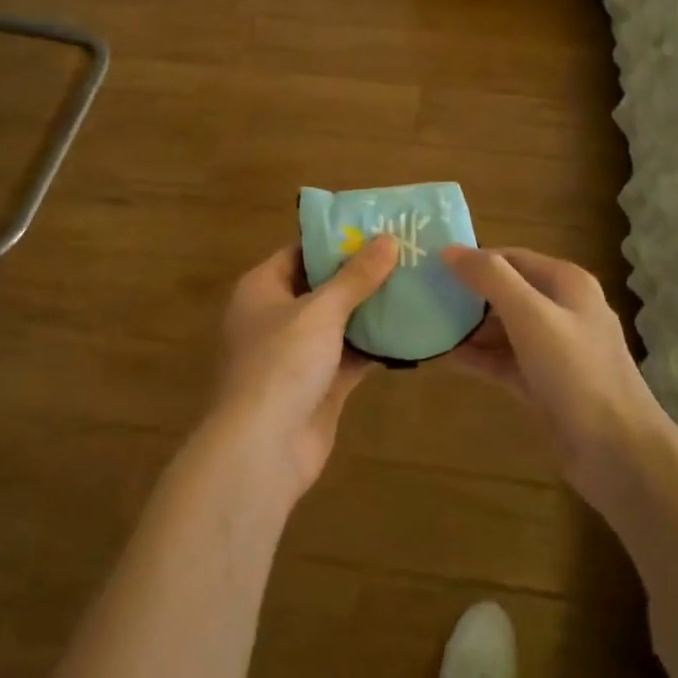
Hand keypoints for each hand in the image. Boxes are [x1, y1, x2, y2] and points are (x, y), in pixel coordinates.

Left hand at [210, 236, 397, 496]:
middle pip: (323, 286)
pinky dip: (375, 346)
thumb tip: (388, 238)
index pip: (301, 251)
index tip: (377, 227)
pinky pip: (350, 356)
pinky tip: (410, 330)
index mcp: (262, 289)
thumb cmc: (281, 364)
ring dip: (372, 309)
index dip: (337, 239)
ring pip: (339, 322)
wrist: (261, 450)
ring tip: (416, 284)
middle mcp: (276, 317)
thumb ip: (356, 276)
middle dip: (361, 273)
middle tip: (406, 254)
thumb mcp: (320, 310)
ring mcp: (297, 354)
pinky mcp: (318, 386)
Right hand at [442, 246, 668, 500]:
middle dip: (467, 294)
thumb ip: (490, 278)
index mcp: (566, 283)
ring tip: (425, 326)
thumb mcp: (531, 315)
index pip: (511, 258)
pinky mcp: (543, 383)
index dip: (473, 259)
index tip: (431, 266)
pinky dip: (478, 358)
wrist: (617, 451)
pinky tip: (445, 358)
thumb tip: (449, 250)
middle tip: (422, 296)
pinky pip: (504, 361)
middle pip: (506, 292)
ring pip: (503, 328)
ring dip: (469, 328)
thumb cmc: (576, 372)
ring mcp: (553, 349)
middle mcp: (561, 310)